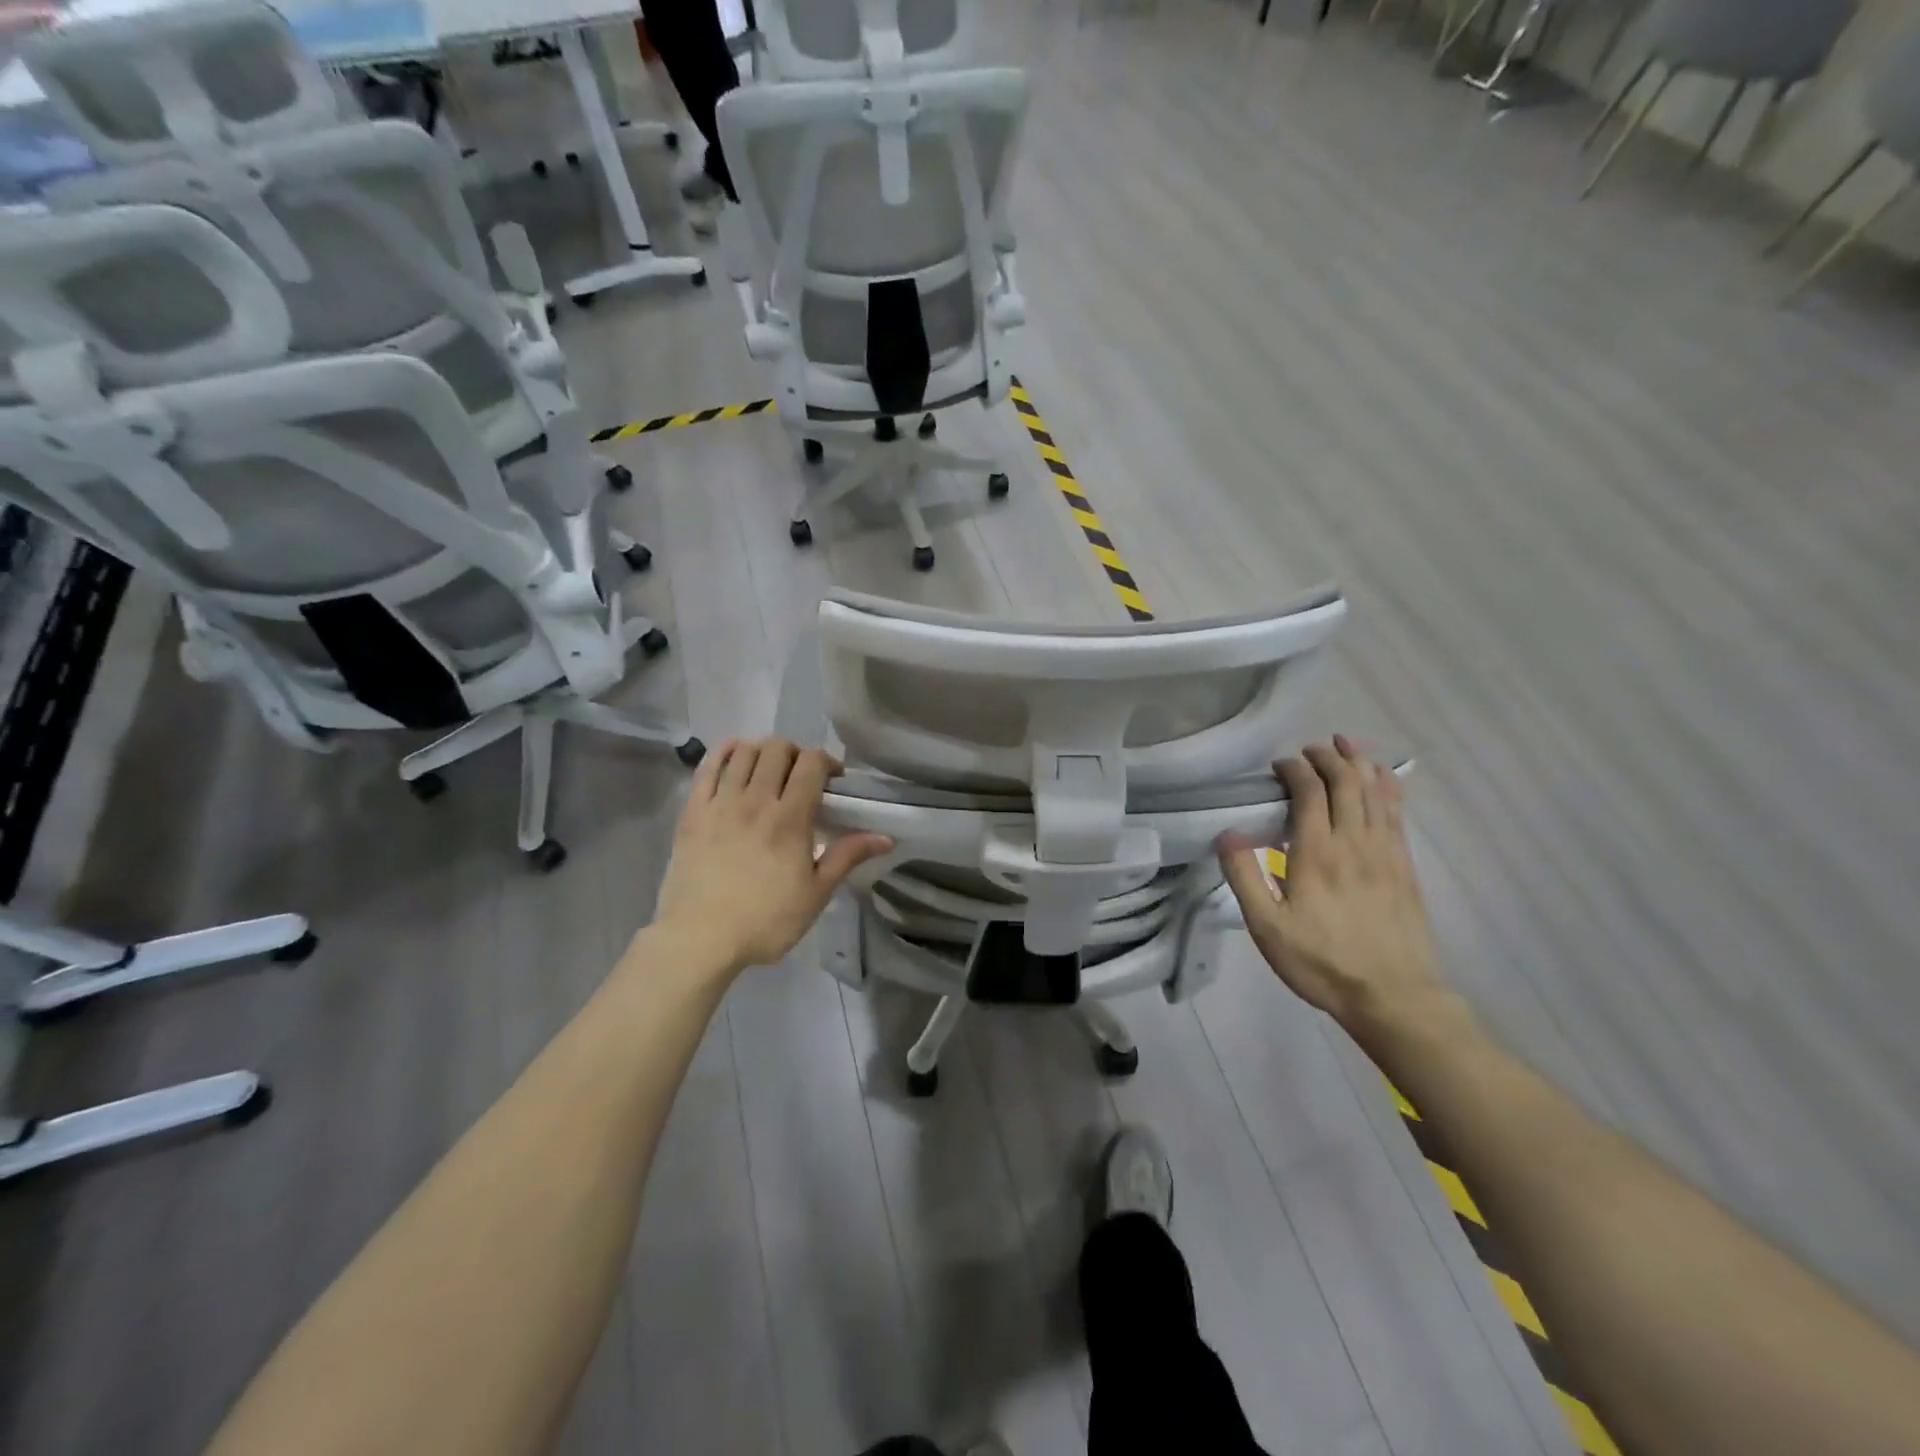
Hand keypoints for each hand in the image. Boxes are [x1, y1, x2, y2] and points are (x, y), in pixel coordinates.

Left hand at [651, 737, 891, 977]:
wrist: (700, 939)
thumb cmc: (765, 920)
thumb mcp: (816, 894)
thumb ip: (847, 857)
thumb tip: (886, 837)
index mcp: (790, 819)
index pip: (811, 763)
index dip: (827, 761)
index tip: (833, 780)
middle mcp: (756, 800)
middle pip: (778, 749)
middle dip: (796, 753)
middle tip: (801, 775)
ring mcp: (720, 802)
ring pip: (744, 752)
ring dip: (763, 751)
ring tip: (769, 769)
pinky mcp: (692, 811)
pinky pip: (707, 766)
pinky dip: (724, 752)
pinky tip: (735, 755)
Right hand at [1218, 736, 1449, 1034]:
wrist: (1393, 997)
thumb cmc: (1321, 962)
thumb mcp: (1267, 927)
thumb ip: (1245, 877)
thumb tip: (1228, 833)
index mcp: (1317, 853)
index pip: (1310, 792)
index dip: (1295, 770)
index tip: (1279, 765)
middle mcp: (1355, 842)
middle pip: (1346, 783)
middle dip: (1328, 758)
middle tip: (1310, 749)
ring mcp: (1386, 853)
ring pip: (1376, 792)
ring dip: (1360, 763)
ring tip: (1346, 744)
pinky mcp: (1405, 867)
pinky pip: (1397, 813)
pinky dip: (1388, 787)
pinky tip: (1382, 778)